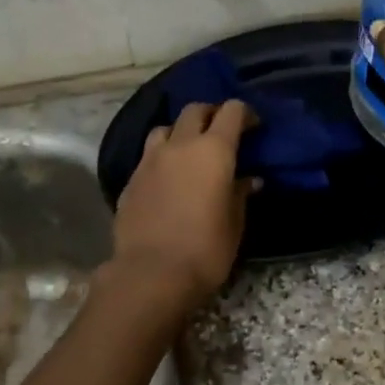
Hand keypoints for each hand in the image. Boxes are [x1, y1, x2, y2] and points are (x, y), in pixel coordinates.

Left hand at [110, 100, 256, 308]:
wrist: (151, 273)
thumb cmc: (205, 250)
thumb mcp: (234, 224)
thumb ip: (240, 194)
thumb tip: (250, 180)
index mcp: (213, 150)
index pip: (231, 111)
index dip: (244, 113)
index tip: (253, 126)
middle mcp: (180, 145)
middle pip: (195, 110)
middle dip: (211, 114)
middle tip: (222, 132)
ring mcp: (150, 159)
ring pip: (166, 128)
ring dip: (181, 132)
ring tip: (189, 151)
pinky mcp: (131, 178)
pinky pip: (148, 154)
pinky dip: (162, 157)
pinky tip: (167, 177)